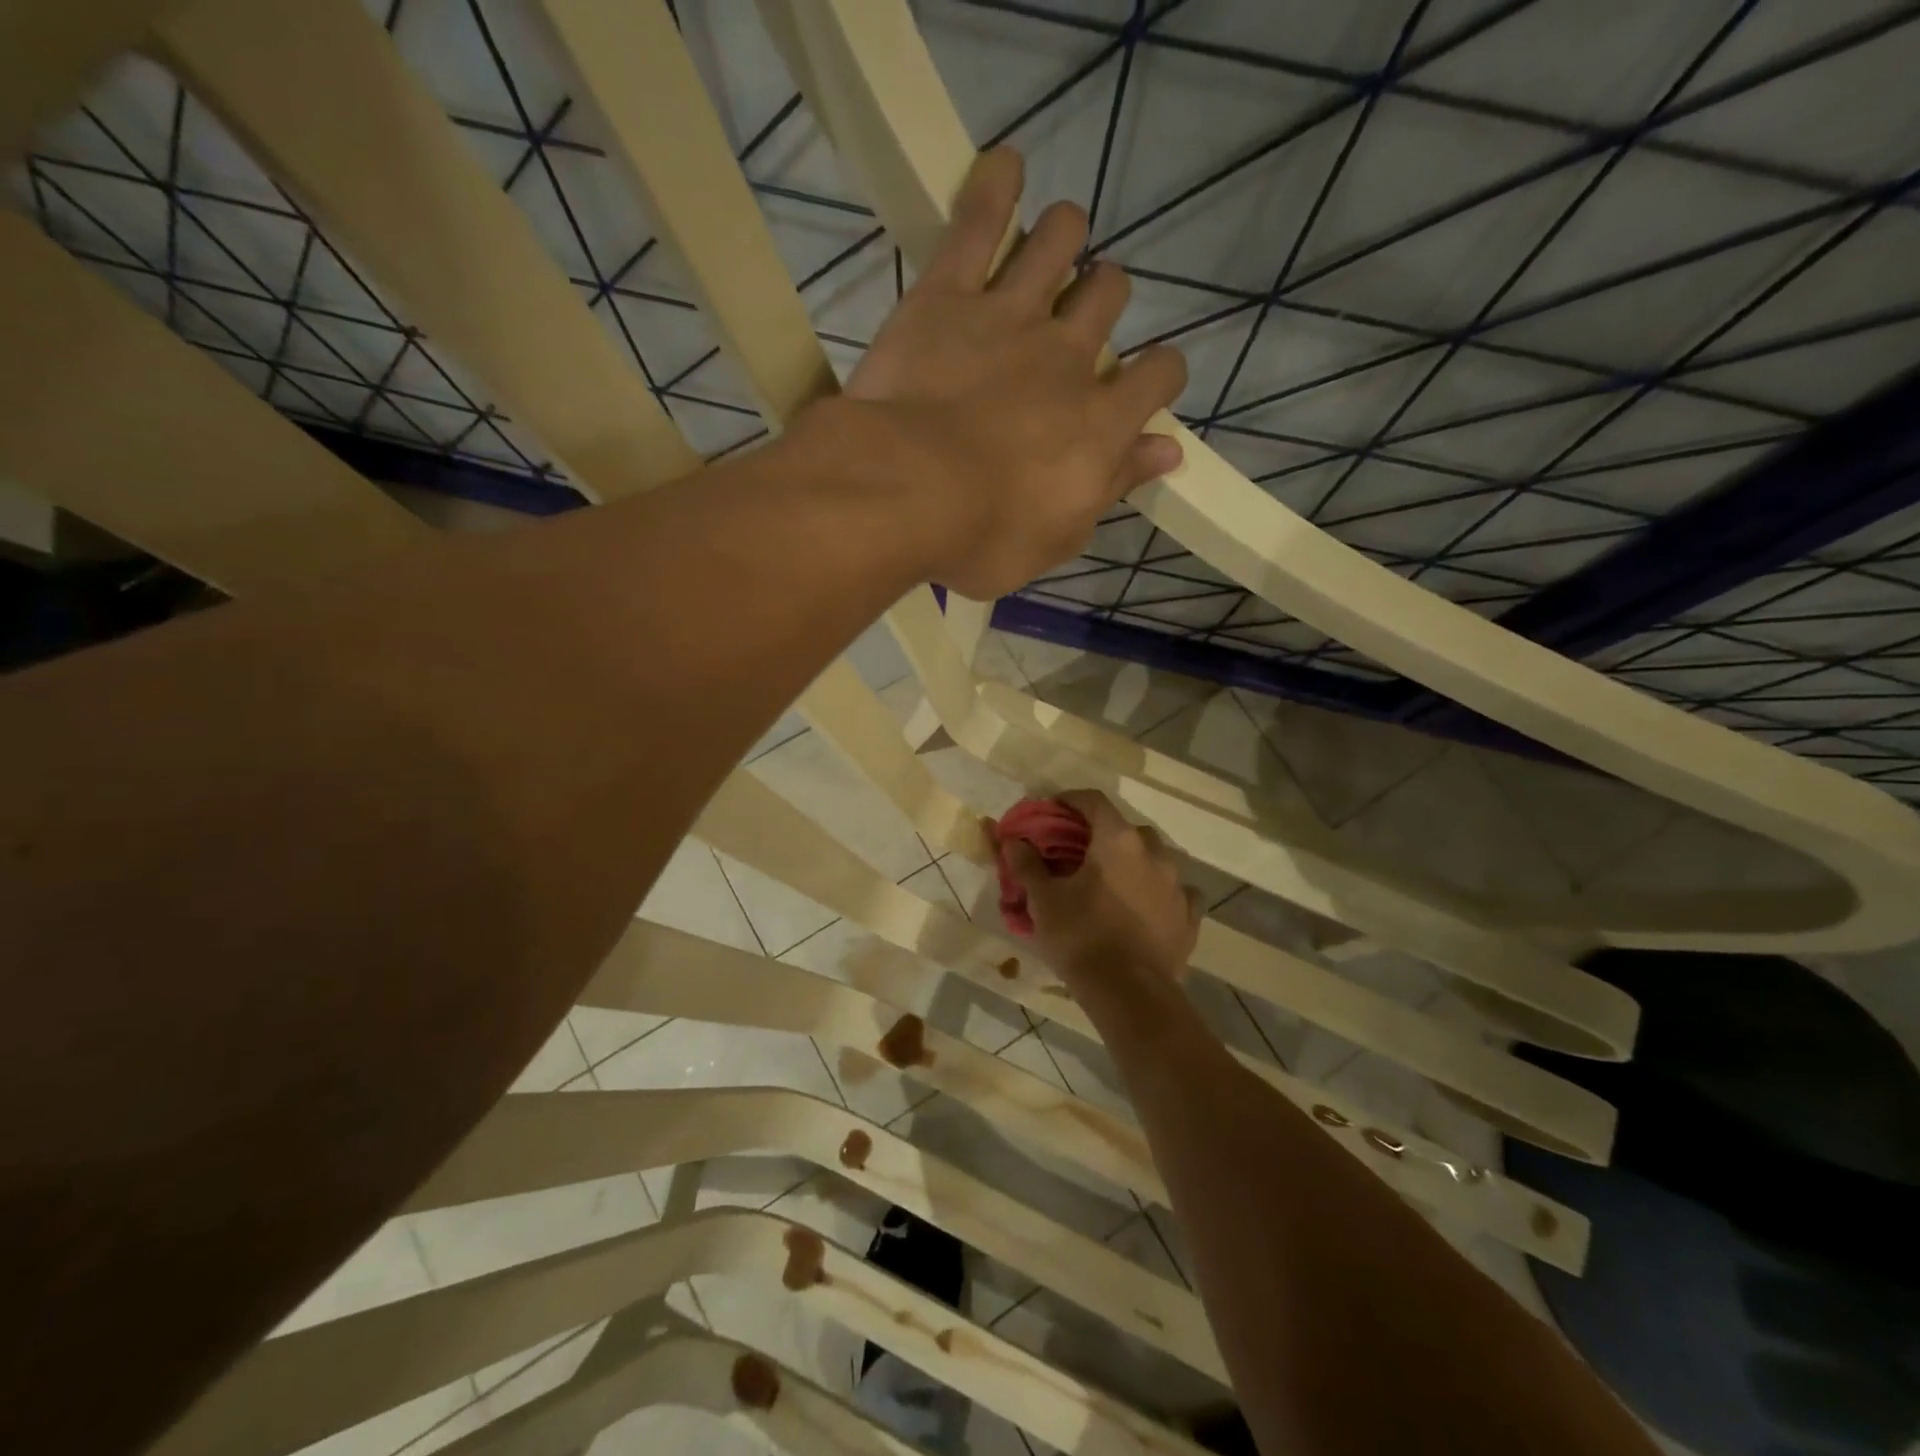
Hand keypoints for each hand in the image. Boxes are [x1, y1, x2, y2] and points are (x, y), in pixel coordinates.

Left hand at [843, 147, 1185, 599]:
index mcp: (1100, 422)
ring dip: (1064, 237)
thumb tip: (1168, 451)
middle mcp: (1068, 355)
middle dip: (1102, 301)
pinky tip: (1004, 169)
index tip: (1142, 386)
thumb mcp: (1058, 537)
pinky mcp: (948, 294)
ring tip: (1054, 247)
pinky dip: (994, 187)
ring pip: (1060, 241)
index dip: (1158, 375)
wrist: (904, 493)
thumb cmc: (982, 536)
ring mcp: (1010, 315)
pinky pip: (979, 220)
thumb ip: (1113, 486)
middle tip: (1076, 323)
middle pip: (1108, 296)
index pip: (1158, 376)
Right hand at [998, 790, 1200, 989]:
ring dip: (1134, 861)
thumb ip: (1027, 865)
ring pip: (1154, 858)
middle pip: (1125, 829)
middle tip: (1079, 852)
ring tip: (1112, 881)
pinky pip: (1176, 892)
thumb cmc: (1081, 937)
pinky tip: (1147, 906)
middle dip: (1102, 834)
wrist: (1129, 994)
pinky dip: (1159, 892)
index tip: (1052, 810)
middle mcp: (1153, 853)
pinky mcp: (1190, 917)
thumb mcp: (1043, 900)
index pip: (1093, 801)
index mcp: (1117, 840)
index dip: (1070, 800)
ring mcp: (1177, 884)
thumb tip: (1014, 841)